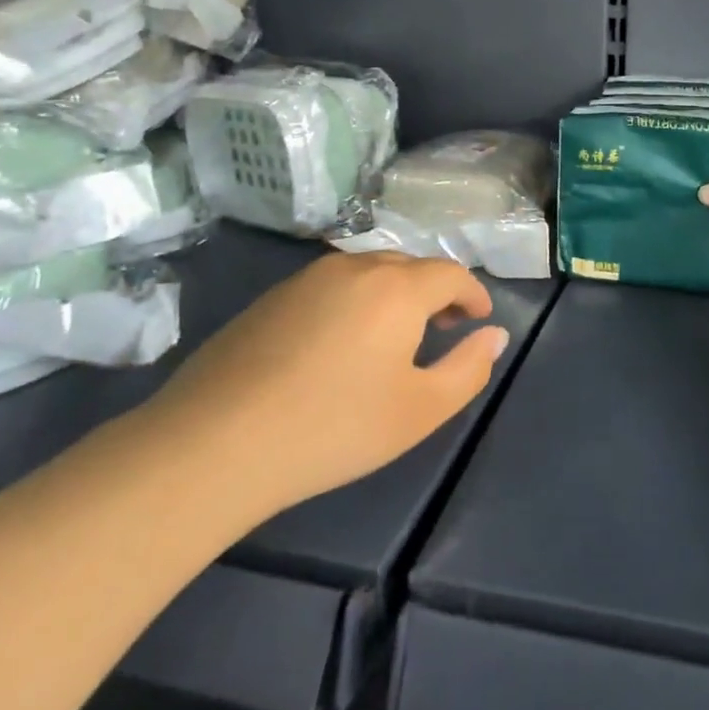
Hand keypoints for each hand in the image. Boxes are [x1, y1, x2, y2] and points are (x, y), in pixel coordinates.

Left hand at [135, 252, 508, 525]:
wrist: (215, 442)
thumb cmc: (333, 427)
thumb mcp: (419, 410)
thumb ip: (468, 368)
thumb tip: (494, 335)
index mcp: (397, 287)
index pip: (450, 273)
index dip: (472, 293)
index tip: (480, 317)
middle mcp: (355, 267)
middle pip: (410, 267)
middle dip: (436, 291)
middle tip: (444, 327)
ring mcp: (307, 278)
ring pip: (368, 273)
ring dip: (394, 294)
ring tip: (396, 335)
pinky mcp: (271, 297)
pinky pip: (332, 287)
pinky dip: (355, 302)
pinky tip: (341, 343)